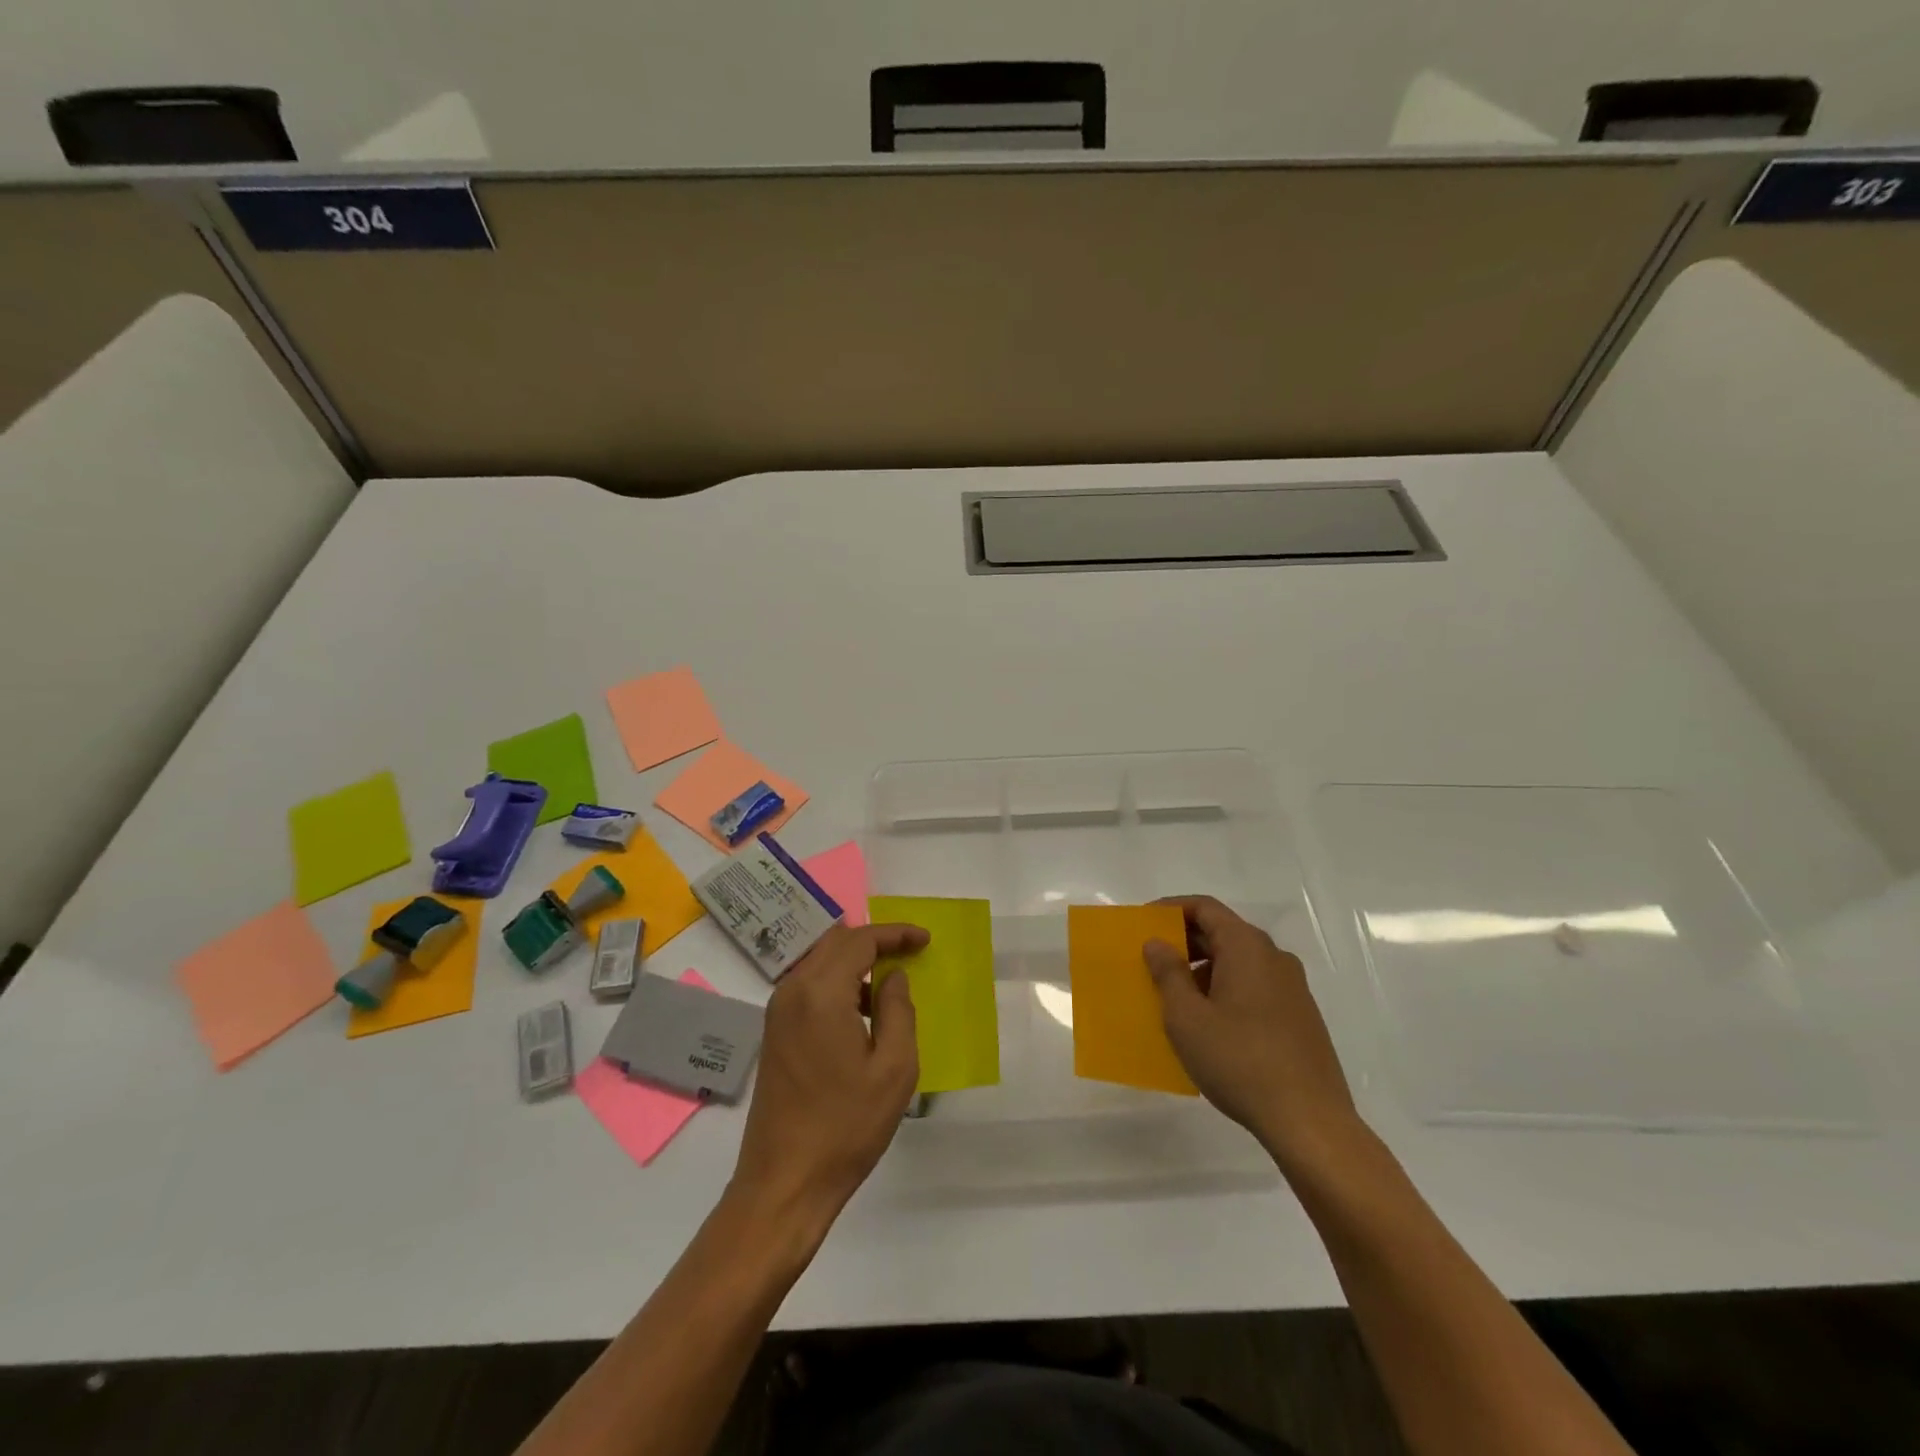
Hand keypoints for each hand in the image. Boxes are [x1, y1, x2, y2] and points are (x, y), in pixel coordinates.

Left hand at [728, 923, 923, 1240]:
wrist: (784, 1183)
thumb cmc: (846, 1127)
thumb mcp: (894, 1070)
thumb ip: (899, 1011)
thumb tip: (893, 977)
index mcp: (821, 994)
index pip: (860, 941)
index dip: (895, 934)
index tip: (925, 939)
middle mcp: (792, 991)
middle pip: (835, 943)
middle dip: (874, 941)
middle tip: (909, 953)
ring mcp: (778, 1012)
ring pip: (820, 962)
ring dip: (854, 962)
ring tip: (889, 984)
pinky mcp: (773, 1032)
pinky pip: (808, 986)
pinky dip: (837, 983)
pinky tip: (860, 1012)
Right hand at [1144, 896, 1359, 1170]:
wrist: (1310, 1121)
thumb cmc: (1239, 1060)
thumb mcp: (1187, 1017)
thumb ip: (1168, 973)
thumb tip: (1157, 943)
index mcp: (1247, 947)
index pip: (1204, 907)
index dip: (1170, 909)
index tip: (1142, 924)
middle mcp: (1274, 957)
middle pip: (1223, 932)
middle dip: (1184, 942)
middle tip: (1151, 962)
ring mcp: (1292, 987)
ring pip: (1239, 962)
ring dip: (1203, 970)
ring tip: (1175, 998)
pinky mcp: (1300, 1016)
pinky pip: (1254, 986)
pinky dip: (1226, 990)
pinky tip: (1209, 1025)